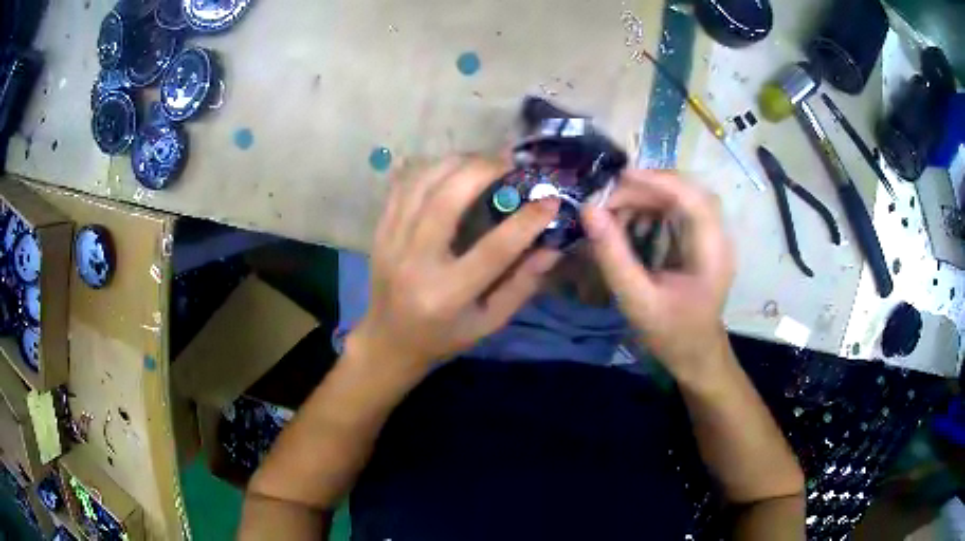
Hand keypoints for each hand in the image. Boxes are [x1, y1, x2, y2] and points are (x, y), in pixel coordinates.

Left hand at [348, 156, 560, 373]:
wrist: (389, 342)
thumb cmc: (444, 336)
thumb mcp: (489, 322)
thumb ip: (522, 284)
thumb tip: (553, 246)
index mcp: (447, 293)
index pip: (493, 249)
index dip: (527, 221)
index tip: (551, 199)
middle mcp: (415, 262)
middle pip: (447, 199)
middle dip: (483, 170)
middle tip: (510, 164)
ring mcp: (391, 242)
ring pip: (421, 183)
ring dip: (456, 162)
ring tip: (483, 161)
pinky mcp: (380, 231)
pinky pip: (402, 186)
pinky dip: (429, 168)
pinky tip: (450, 168)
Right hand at [581, 170, 734, 382]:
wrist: (695, 354)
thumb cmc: (671, 333)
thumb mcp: (637, 300)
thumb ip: (613, 256)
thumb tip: (589, 211)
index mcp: (712, 252)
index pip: (693, 198)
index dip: (658, 181)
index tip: (619, 179)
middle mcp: (717, 236)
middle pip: (687, 191)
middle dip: (647, 188)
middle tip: (609, 200)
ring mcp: (710, 236)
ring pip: (680, 196)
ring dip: (647, 197)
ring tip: (615, 211)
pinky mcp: (700, 238)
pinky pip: (677, 209)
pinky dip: (651, 208)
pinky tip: (631, 222)